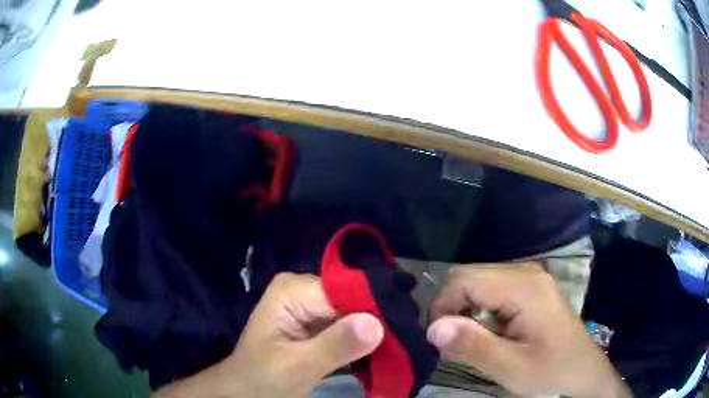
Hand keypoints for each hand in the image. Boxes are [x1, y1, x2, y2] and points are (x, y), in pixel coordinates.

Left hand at [153, 272, 383, 397]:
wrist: (245, 391)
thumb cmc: (262, 379)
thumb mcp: (297, 367)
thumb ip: (335, 346)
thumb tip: (378, 323)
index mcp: (293, 289)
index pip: (346, 290)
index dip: (374, 310)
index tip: (403, 330)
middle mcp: (304, 290)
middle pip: (353, 300)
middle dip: (377, 322)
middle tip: (404, 345)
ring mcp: (311, 307)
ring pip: (355, 314)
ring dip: (374, 334)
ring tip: (398, 350)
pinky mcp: (318, 324)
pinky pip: (349, 327)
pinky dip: (363, 342)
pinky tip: (380, 353)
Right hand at [427, 263, 630, 397]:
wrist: (582, 369)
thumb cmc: (551, 370)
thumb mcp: (511, 367)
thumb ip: (473, 346)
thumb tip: (432, 328)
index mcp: (524, 287)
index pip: (464, 280)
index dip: (444, 307)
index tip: (442, 340)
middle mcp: (526, 271)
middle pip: (471, 276)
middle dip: (454, 307)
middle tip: (456, 342)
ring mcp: (530, 276)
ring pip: (479, 280)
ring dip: (466, 308)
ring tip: (473, 339)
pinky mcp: (531, 286)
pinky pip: (493, 287)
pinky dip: (480, 307)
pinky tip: (490, 330)